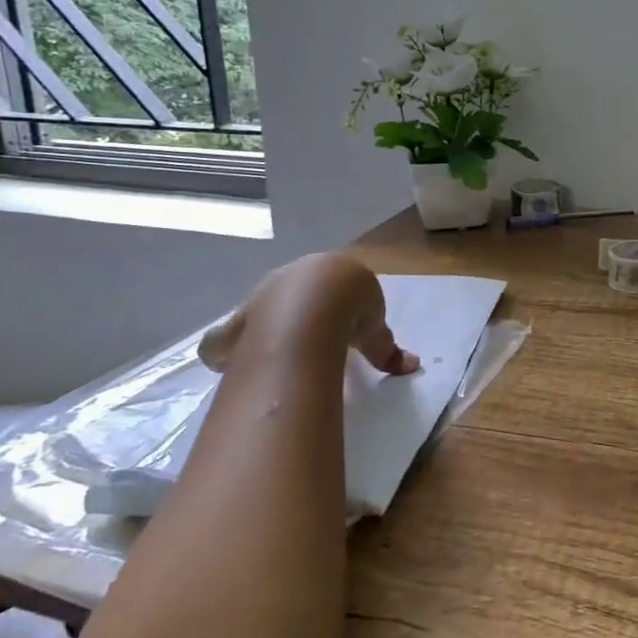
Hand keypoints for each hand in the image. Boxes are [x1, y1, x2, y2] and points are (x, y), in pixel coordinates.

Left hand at [200, 254, 417, 375]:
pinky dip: (226, 352)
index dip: (332, 304)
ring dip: (261, 332)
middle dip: (295, 315)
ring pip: (256, 313)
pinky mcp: (236, 324)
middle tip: (307, 342)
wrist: (314, 302)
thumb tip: (412, 366)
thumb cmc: (351, 304)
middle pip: (288, 294)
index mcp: (325, 271)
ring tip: (270, 356)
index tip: (339, 326)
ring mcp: (258, 298)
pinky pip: (225, 339)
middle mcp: (288, 277)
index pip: (326, 283)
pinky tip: (233, 367)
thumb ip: (386, 347)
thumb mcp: (375, 327)